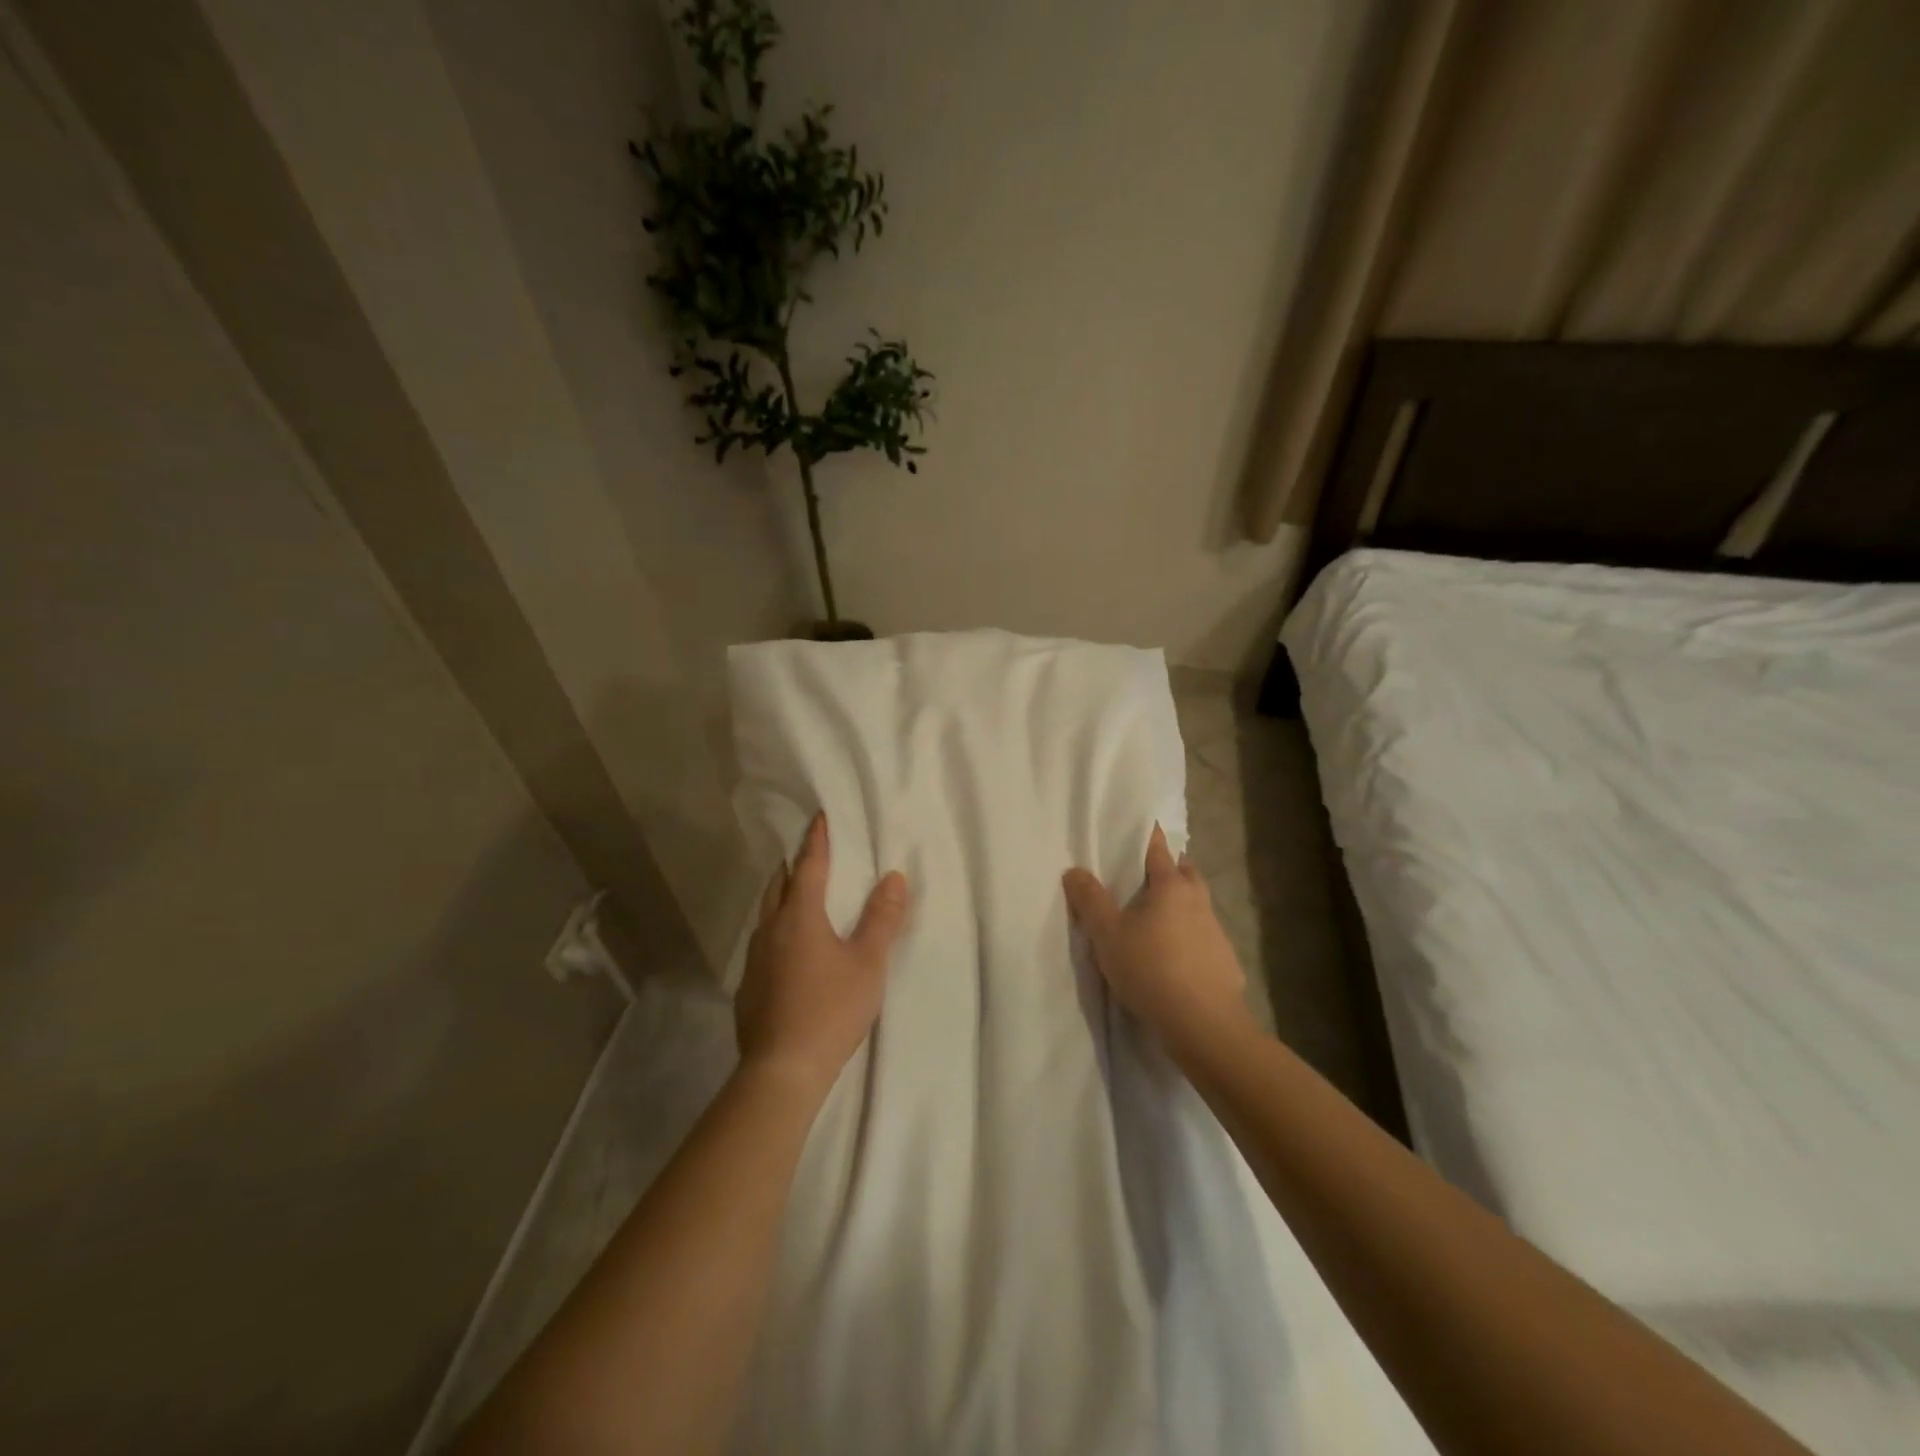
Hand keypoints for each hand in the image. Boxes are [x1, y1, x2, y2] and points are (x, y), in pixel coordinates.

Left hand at [735, 812, 908, 1098]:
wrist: (782, 1070)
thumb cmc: (831, 1009)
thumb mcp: (868, 963)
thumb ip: (882, 918)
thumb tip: (893, 877)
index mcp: (799, 916)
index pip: (809, 866)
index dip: (817, 840)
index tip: (819, 816)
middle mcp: (770, 929)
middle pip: (779, 885)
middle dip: (793, 865)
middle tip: (808, 854)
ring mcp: (754, 959)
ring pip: (765, 914)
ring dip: (782, 897)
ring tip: (798, 896)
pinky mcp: (748, 987)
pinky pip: (762, 943)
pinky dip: (776, 930)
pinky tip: (788, 950)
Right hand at [1063, 824, 1250, 1053]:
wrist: (1203, 1023)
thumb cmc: (1150, 968)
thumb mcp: (1107, 935)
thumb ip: (1090, 901)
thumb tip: (1074, 870)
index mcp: (1170, 886)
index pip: (1158, 849)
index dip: (1148, 836)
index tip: (1142, 825)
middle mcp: (1198, 901)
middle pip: (1186, 872)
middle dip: (1171, 868)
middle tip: (1149, 875)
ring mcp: (1216, 931)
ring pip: (1198, 904)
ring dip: (1182, 904)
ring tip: (1159, 918)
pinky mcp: (1226, 961)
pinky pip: (1205, 937)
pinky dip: (1191, 936)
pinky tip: (1177, 956)